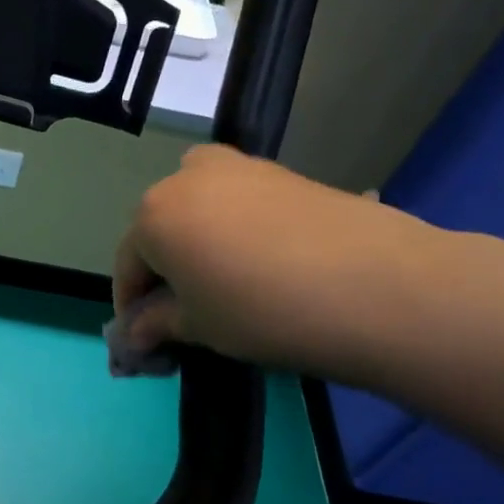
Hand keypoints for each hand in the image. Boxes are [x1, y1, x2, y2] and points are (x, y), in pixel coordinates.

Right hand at [114, 145, 449, 384]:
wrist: (375, 285)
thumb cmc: (263, 311)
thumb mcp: (199, 327)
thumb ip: (157, 324)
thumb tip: (134, 334)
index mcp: (153, 215)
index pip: (128, 264)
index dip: (132, 305)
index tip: (145, 337)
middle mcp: (185, 177)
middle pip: (160, 229)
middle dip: (165, 269)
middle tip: (186, 311)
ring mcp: (237, 166)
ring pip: (198, 208)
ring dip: (198, 243)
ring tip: (225, 284)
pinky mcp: (280, 170)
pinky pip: (237, 200)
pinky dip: (234, 227)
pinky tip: (262, 263)